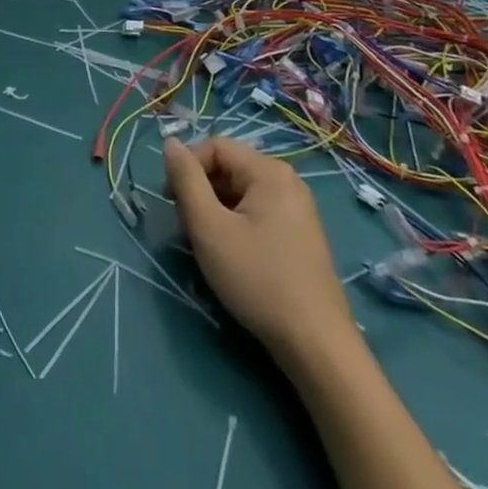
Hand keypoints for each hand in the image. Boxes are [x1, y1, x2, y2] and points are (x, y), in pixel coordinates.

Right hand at [163, 135, 357, 366]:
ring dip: (217, 208)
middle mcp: (288, 180)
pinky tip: (233, 254)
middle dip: (202, 189)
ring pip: (242, 191)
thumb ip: (186, 180)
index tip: (171, 201)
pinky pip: (259, 211)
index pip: (214, 145)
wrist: (317, 345)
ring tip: (208, 243)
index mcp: (268, 170)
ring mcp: (299, 208)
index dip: (187, 166)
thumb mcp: (209, 227)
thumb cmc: (258, 279)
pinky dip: (238, 222)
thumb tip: (170, 142)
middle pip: (230, 167)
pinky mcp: (302, 234)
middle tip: (187, 225)